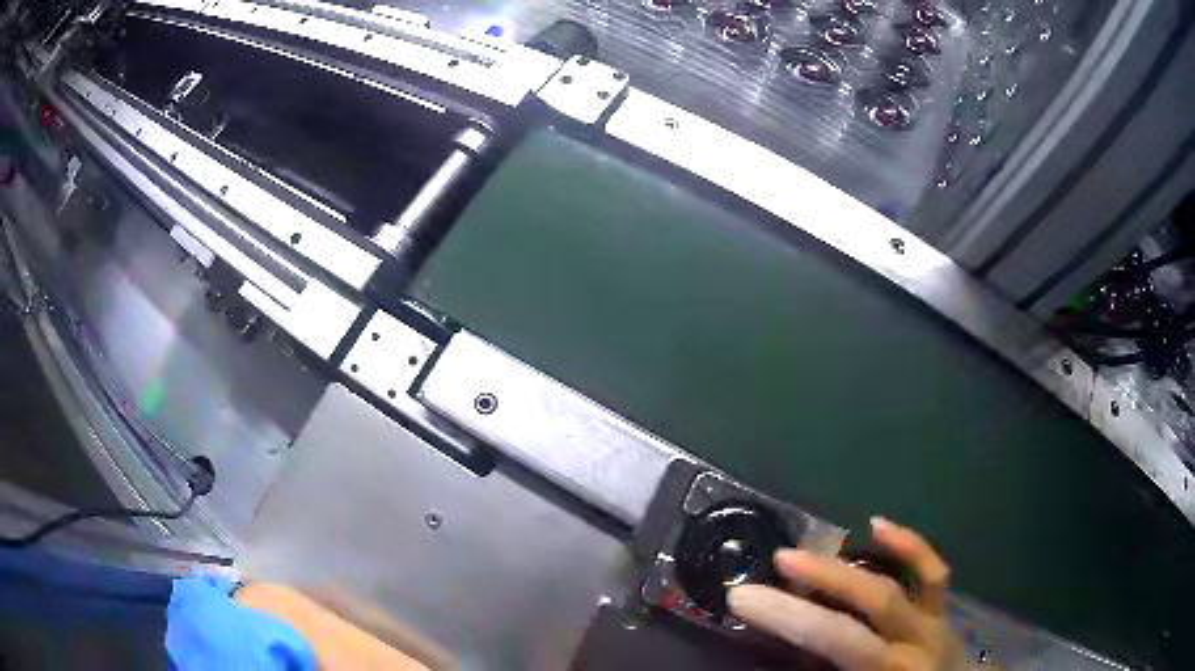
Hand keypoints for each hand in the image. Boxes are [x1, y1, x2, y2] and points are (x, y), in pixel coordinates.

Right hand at [729, 517, 969, 670]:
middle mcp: (914, 645)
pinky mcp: (944, 613)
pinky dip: (909, 546)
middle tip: (759, 576)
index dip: (790, 619)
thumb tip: (794, 655)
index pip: (837, 639)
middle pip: (866, 607)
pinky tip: (878, 525)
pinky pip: (932, 573)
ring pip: (894, 587)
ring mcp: (933, 623)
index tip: (742, 600)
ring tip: (799, 557)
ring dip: (846, 570)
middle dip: (813, 588)